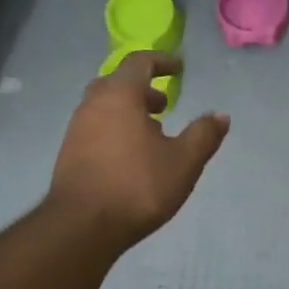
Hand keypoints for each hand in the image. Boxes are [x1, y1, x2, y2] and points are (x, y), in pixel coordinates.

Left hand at [47, 52, 230, 246]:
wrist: (82, 226)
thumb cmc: (137, 186)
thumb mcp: (183, 162)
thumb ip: (204, 135)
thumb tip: (220, 116)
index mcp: (120, 96)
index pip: (139, 62)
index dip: (161, 61)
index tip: (179, 69)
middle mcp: (93, 105)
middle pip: (117, 82)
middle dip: (143, 88)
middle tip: (163, 105)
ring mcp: (76, 129)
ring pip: (104, 106)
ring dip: (128, 111)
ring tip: (151, 133)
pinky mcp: (68, 153)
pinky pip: (95, 127)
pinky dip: (114, 128)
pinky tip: (130, 156)